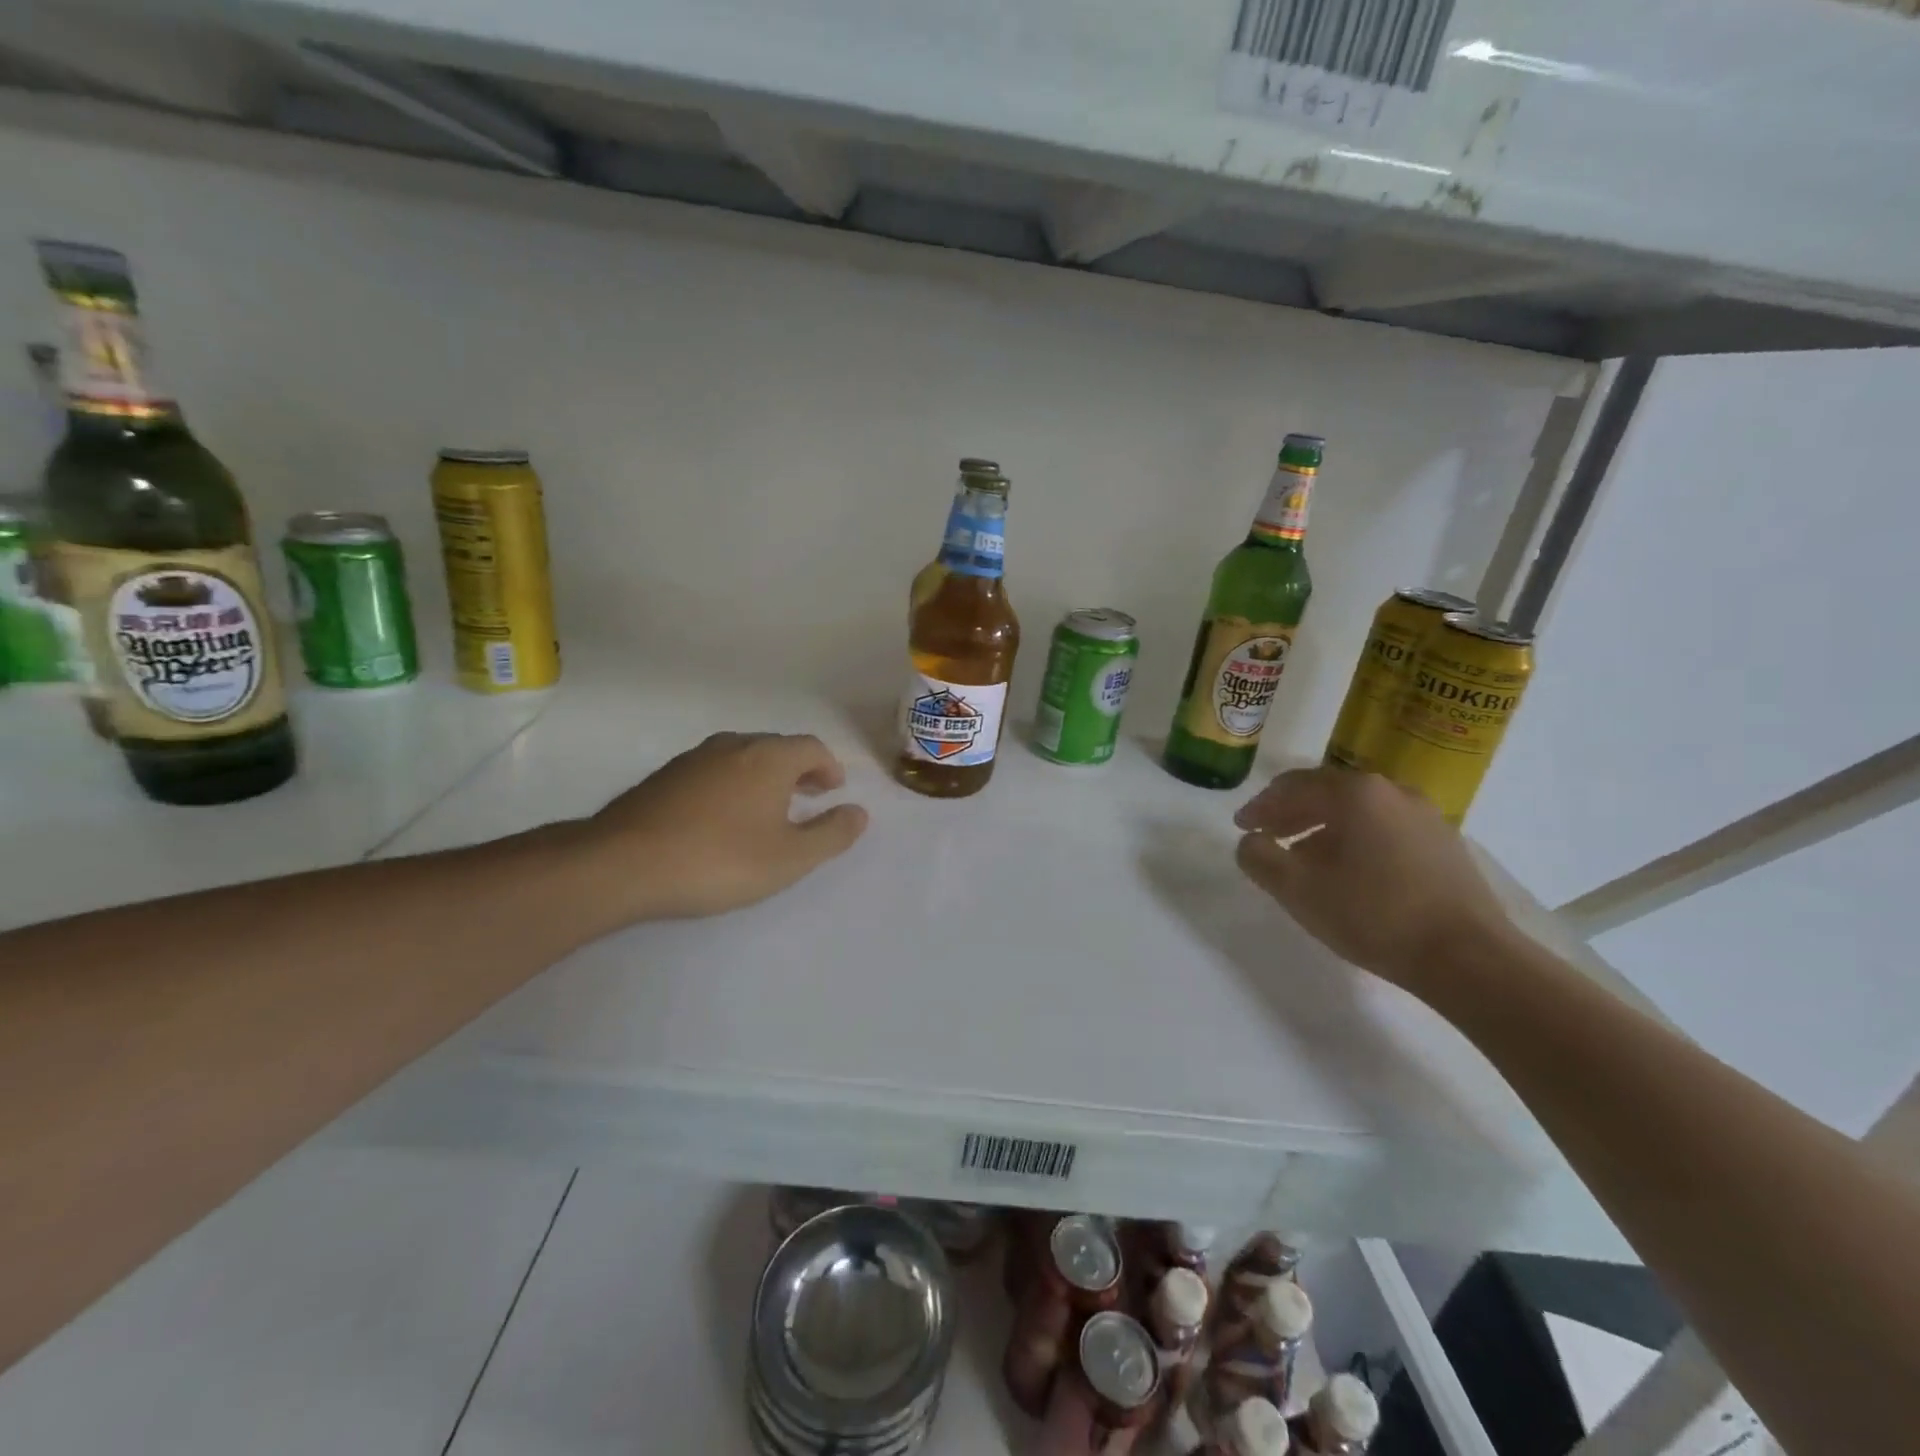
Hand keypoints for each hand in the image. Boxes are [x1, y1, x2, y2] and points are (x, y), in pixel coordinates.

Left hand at [574, 732, 868, 922]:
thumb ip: (831, 834)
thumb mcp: (790, 858)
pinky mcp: (664, 776)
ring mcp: (694, 758)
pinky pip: (713, 770)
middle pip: (777, 747)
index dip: (829, 767)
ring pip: (742, 756)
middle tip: (808, 797)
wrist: (623, 864)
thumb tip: (859, 812)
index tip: (833, 791)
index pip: (811, 747)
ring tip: (768, 808)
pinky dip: (732, 783)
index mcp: (768, 758)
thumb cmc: (720, 860)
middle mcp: (733, 746)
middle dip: (799, 769)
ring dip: (764, 775)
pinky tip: (722, 817)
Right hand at [1233, 767, 1514, 995]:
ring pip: (1359, 812)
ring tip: (1304, 859)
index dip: (1261, 806)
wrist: (1469, 958)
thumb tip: (1249, 841)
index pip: (1293, 786)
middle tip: (1268, 837)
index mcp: (1355, 793)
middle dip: (1291, 813)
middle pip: (1327, 793)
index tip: (1241, 826)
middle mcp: (1392, 792)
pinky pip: (1385, 829)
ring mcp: (1425, 817)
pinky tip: (1349, 873)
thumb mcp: (1297, 889)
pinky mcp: (1445, 845)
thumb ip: (1259, 858)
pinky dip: (1356, 840)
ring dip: (1323, 828)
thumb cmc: (1373, 915)